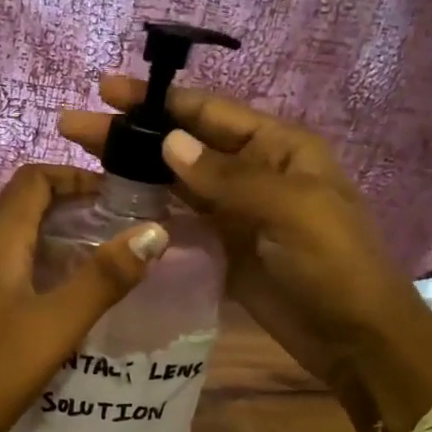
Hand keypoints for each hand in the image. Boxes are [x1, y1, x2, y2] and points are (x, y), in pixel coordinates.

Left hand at [0, 163, 168, 431]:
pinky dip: (43, 268)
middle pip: (27, 205)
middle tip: (122, 228)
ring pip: (19, 239)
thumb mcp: (55, 325)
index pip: (34, 179)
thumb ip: (104, 277)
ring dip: (60, 239)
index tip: (118, 195)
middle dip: (75, 207)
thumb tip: (154, 232)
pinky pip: (10, 268)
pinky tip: (66, 302)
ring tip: (105, 262)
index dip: (76, 176)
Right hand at [59, 77, 431, 431]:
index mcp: (279, 148)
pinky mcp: (223, 248)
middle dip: (133, 133)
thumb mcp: (291, 210)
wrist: (357, 340)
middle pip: (184, 144)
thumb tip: (170, 142)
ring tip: (82, 159)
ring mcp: (236, 212)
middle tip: (74, 126)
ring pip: (176, 181)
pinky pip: (180, 221)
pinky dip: (149, 210)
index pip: (209, 113)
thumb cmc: (335, 265)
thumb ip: (228, 177)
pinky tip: (113, 205)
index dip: (158, 100)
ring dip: (134, 169)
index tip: (106, 91)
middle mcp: (254, 172)